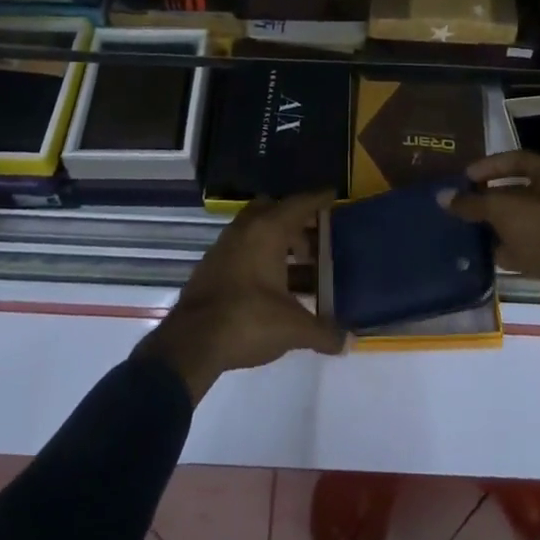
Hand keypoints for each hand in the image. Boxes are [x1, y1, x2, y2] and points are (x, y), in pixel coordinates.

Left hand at [137, 191, 344, 401]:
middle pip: (274, 210)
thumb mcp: (292, 328)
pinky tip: (272, 284)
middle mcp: (245, 230)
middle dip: (295, 221)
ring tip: (299, 266)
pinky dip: (260, 256)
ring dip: (277, 241)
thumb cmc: (247, 320)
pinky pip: (243, 249)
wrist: (190, 343)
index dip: (318, 200)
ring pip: (256, 230)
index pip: (298, 204)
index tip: (333, 195)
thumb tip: (349, 341)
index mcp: (267, 231)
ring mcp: (224, 246)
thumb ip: (323, 332)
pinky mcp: (211, 266)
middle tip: (316, 239)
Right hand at [451, 151, 539, 336]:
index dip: (489, 166)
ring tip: (468, 227)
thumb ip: (473, 202)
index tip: (464, 178)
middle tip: (464, 202)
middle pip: (519, 190)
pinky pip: (527, 246)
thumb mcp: (504, 208)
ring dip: (498, 224)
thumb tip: (442, 197)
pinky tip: (485, 252)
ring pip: (522, 220)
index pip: (517, 159)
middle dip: (490, 197)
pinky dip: (507, 248)